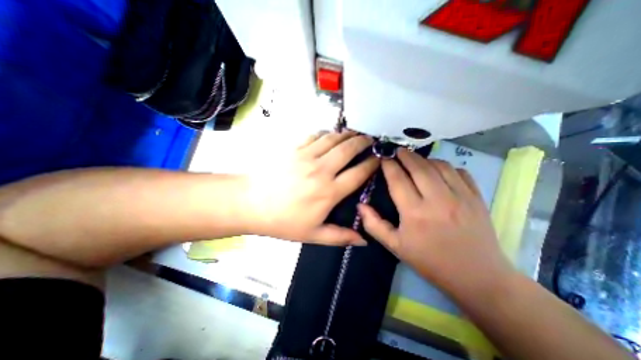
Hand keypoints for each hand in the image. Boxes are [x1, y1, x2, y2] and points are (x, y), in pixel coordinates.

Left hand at [243, 132, 376, 246]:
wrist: (251, 203)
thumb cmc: (283, 221)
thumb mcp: (312, 235)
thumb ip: (340, 237)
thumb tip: (363, 240)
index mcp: (329, 191)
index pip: (358, 173)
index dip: (372, 164)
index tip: (379, 159)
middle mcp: (321, 170)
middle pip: (348, 149)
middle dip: (363, 142)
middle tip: (371, 140)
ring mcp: (307, 156)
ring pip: (333, 139)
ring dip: (347, 135)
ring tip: (355, 134)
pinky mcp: (294, 149)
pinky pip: (315, 136)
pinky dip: (326, 133)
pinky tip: (330, 135)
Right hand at [359, 148, 514, 297]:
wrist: (477, 277)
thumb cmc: (430, 261)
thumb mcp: (395, 246)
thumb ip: (374, 225)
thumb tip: (360, 205)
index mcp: (415, 212)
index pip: (398, 179)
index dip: (389, 165)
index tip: (383, 157)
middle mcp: (437, 200)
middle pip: (418, 167)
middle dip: (405, 155)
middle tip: (397, 150)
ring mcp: (461, 196)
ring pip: (439, 165)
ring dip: (424, 159)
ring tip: (415, 159)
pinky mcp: (477, 197)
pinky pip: (459, 172)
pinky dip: (446, 166)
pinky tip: (438, 170)